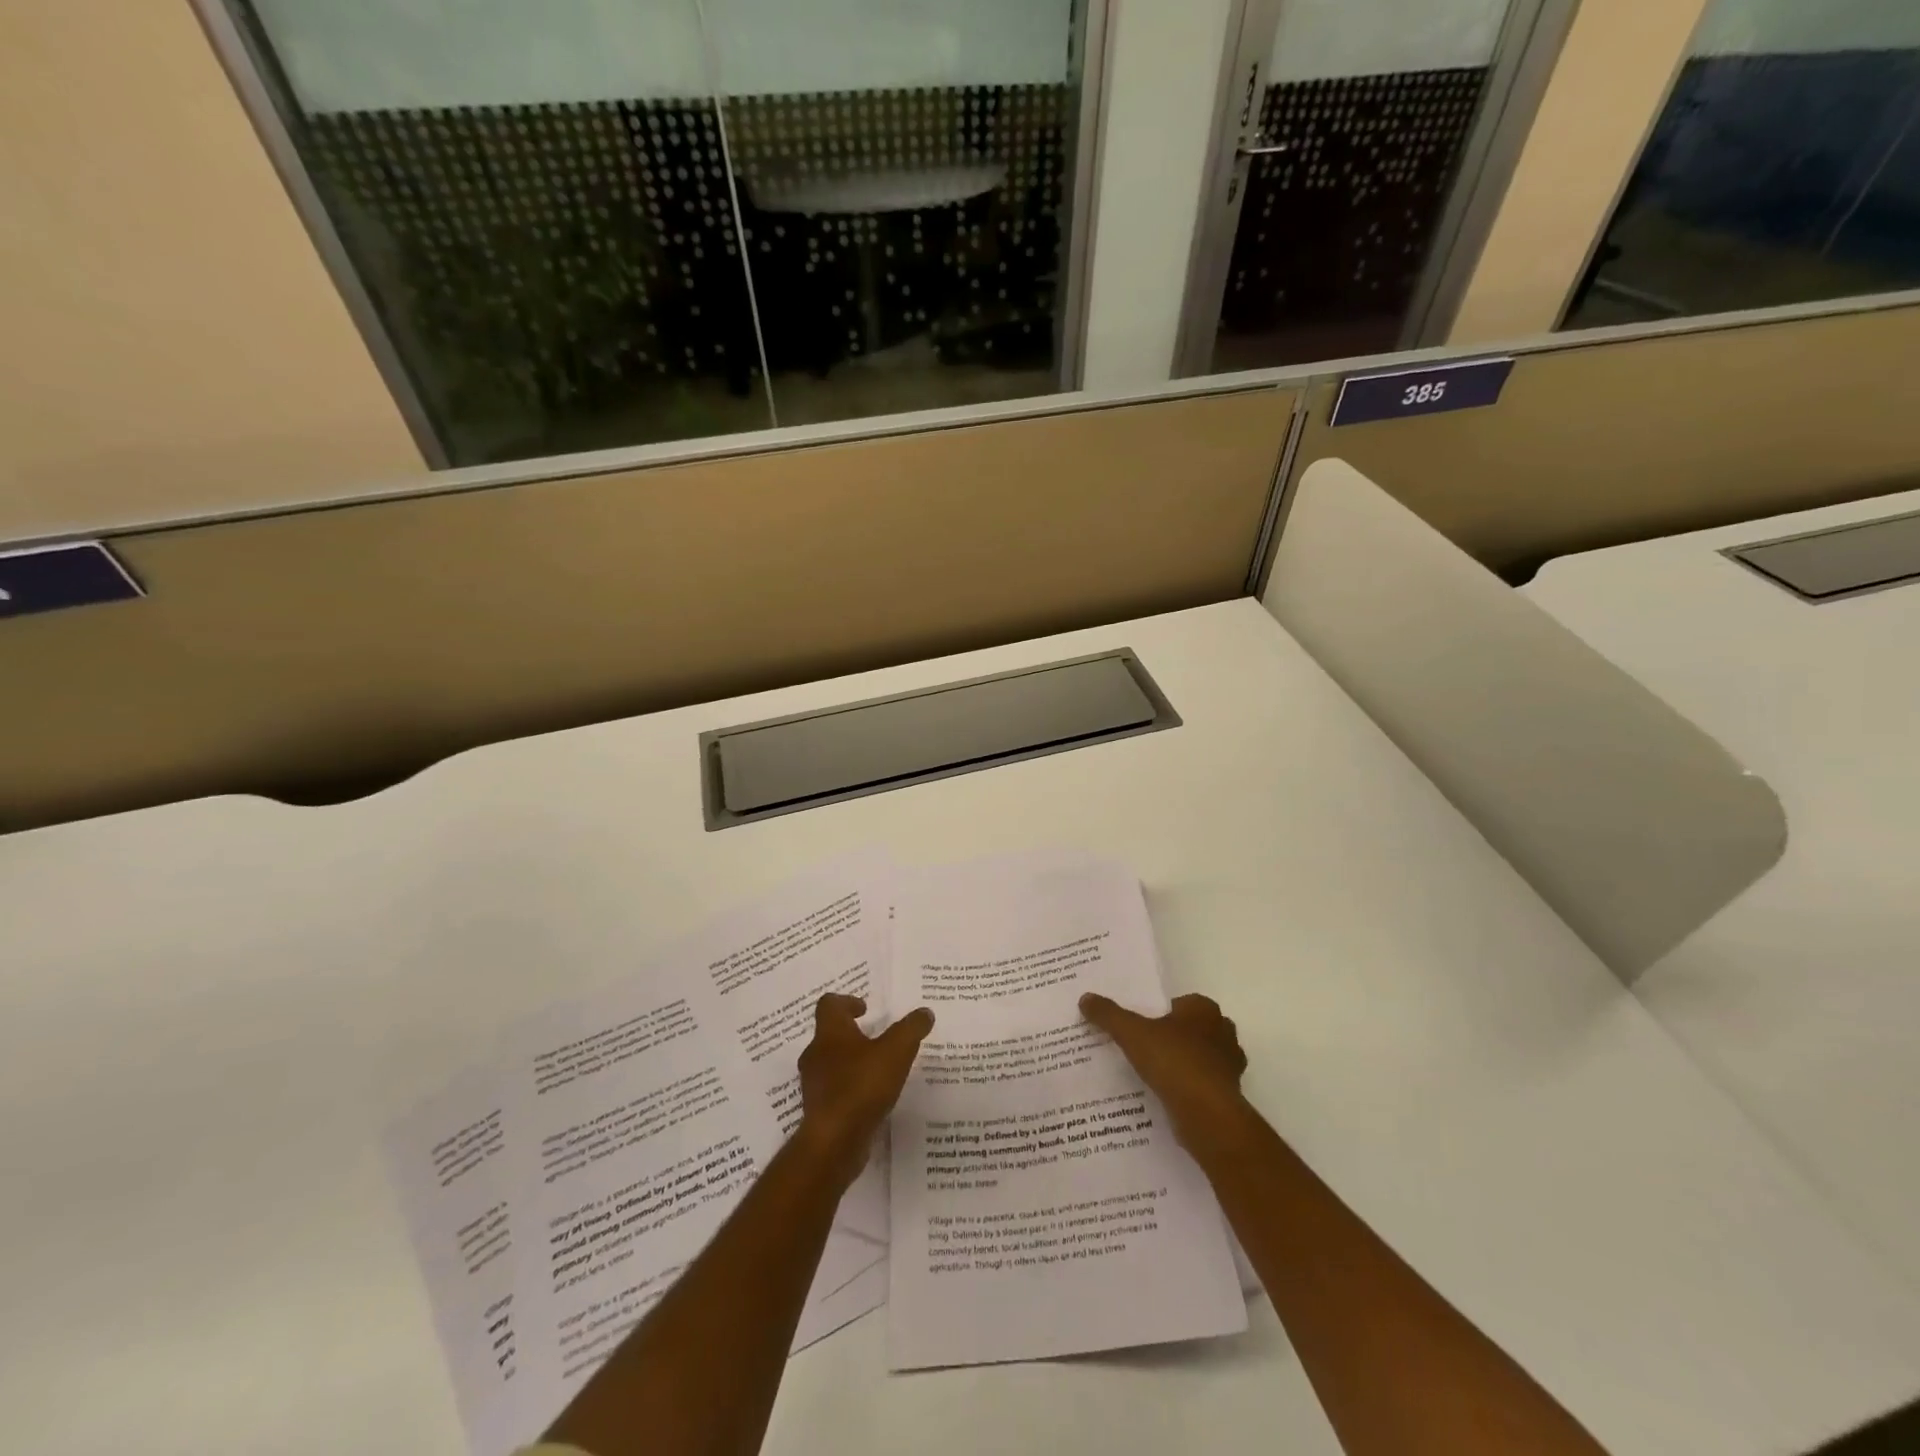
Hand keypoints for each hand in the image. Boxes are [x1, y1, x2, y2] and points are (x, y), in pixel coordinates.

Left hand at [796, 993, 934, 1183]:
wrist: (834, 1142)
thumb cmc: (862, 1086)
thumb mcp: (896, 1051)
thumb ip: (911, 1029)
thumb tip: (925, 1012)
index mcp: (830, 1033)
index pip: (829, 1005)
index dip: (847, 1002)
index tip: (865, 1009)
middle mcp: (816, 1055)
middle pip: (829, 1034)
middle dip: (852, 1034)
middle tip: (876, 1038)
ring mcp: (814, 1085)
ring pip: (831, 1064)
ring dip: (850, 1062)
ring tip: (878, 1069)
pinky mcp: (819, 1111)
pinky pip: (834, 1091)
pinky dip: (850, 1088)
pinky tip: (872, 1098)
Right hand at [1080, 992, 1251, 1154]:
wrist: (1207, 1114)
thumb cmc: (1173, 1061)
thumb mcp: (1131, 1032)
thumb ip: (1109, 1014)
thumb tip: (1085, 997)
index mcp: (1204, 1009)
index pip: (1181, 1003)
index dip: (1161, 1012)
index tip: (1141, 1025)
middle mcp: (1223, 1032)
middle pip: (1193, 1029)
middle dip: (1174, 1037)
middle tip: (1145, 1047)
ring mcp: (1229, 1065)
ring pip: (1201, 1057)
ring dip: (1183, 1063)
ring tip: (1153, 1074)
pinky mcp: (1229, 1094)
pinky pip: (1204, 1084)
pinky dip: (1189, 1088)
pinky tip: (1167, 1095)